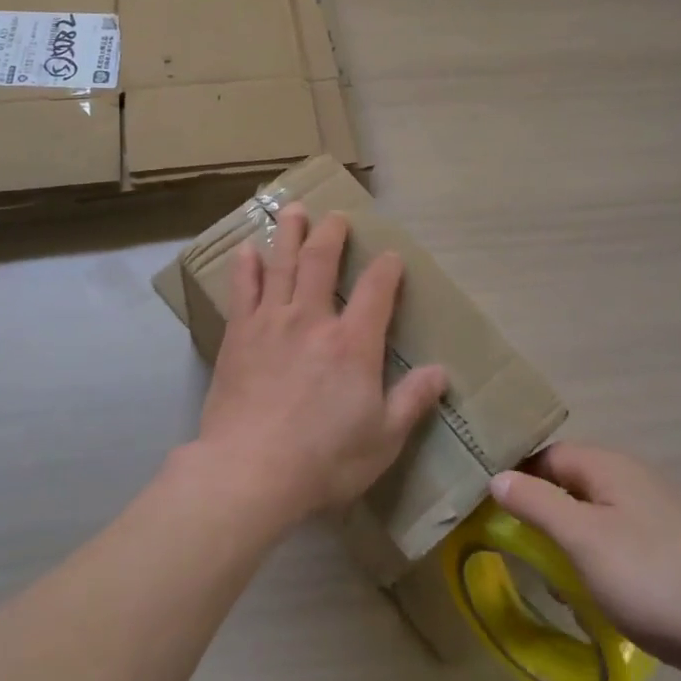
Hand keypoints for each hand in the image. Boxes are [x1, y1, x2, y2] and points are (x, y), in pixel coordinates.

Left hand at [194, 205, 447, 526]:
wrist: (250, 470)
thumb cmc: (324, 459)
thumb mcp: (383, 438)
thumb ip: (412, 401)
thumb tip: (441, 372)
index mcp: (353, 343)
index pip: (377, 291)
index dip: (387, 269)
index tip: (391, 256)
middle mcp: (312, 320)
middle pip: (321, 261)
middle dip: (331, 234)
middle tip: (335, 216)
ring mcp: (271, 322)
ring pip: (281, 264)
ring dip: (289, 234)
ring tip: (293, 210)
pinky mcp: (238, 335)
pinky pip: (242, 290)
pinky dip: (246, 267)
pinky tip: (246, 250)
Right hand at [488, 444, 680, 671]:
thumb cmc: (649, 577)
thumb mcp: (579, 538)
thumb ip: (534, 502)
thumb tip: (497, 476)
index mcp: (609, 464)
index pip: (547, 455)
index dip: (519, 479)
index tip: (495, 512)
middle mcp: (633, 476)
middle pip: (570, 482)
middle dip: (544, 515)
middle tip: (527, 552)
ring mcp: (658, 509)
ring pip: (594, 513)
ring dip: (571, 541)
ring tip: (563, 582)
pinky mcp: (674, 543)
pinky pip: (619, 537)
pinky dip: (600, 558)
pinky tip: (603, 592)